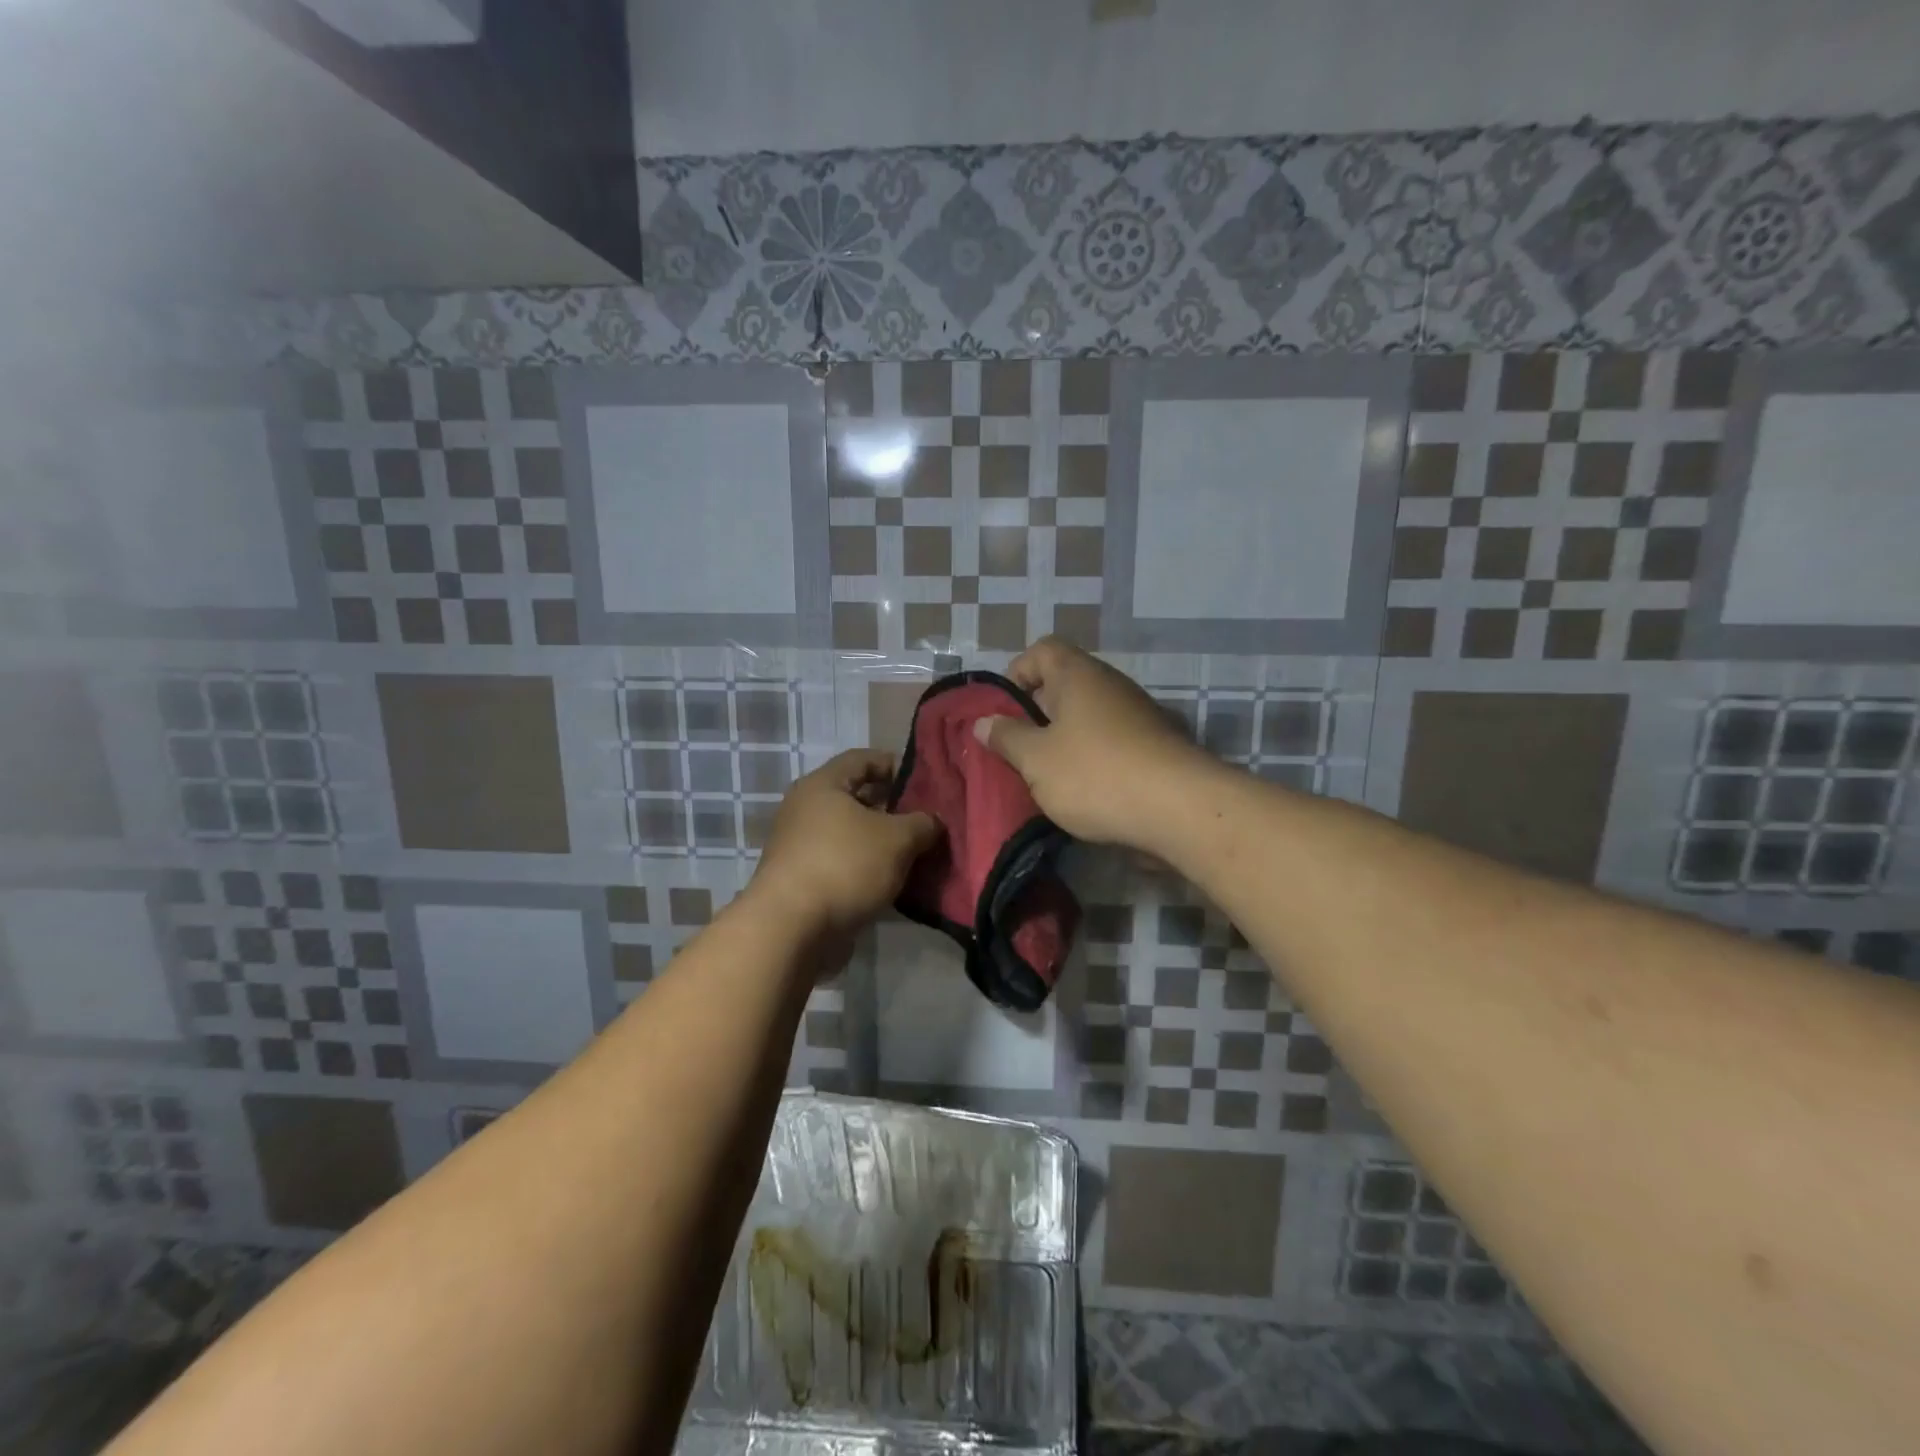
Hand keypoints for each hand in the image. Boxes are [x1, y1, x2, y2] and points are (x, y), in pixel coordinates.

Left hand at [749, 749, 941, 938]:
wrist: (792, 930)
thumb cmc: (845, 866)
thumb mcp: (898, 839)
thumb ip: (922, 824)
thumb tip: (934, 822)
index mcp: (823, 785)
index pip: (863, 759)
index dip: (896, 765)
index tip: (925, 782)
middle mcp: (806, 810)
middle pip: (857, 798)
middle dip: (894, 808)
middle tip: (927, 821)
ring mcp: (802, 847)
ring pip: (852, 834)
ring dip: (883, 843)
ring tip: (919, 853)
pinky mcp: (804, 880)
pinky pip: (844, 863)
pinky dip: (869, 868)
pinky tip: (896, 882)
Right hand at [974, 637, 1207, 847]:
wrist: (1179, 809)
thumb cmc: (1095, 774)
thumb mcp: (1036, 759)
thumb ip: (1006, 737)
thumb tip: (984, 722)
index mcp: (1077, 675)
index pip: (1042, 650)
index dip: (1017, 673)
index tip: (1003, 711)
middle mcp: (1110, 685)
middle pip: (1064, 685)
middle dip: (1037, 715)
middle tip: (1018, 749)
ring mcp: (1138, 714)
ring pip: (1088, 717)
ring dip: (1064, 740)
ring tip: (1046, 776)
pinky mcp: (1155, 745)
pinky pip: (1111, 741)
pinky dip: (1093, 758)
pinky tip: (1084, 790)